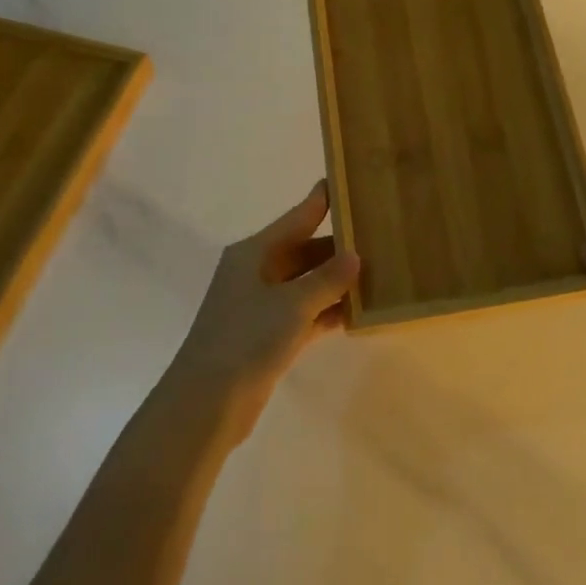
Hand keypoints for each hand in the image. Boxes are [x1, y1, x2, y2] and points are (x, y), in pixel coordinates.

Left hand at [169, 181, 360, 430]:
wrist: (207, 403)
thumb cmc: (247, 338)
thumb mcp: (292, 304)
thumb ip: (327, 279)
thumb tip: (354, 256)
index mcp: (253, 253)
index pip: (296, 218)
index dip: (320, 201)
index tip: (345, 182)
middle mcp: (256, 273)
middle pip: (303, 252)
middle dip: (337, 248)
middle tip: (378, 238)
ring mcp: (261, 307)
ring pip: (306, 285)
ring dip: (336, 283)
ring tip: (378, 273)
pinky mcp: (267, 337)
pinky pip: (305, 314)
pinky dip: (327, 312)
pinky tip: (357, 313)